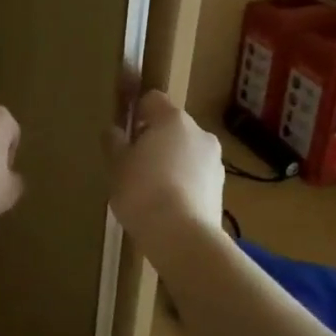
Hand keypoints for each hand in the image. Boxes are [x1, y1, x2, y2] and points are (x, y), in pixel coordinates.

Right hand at [105, 91, 223, 247]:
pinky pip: (196, 176)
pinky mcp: (221, 188)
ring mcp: (214, 161)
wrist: (181, 236)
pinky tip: (166, 205)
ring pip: (186, 152)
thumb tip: (114, 131)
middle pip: (172, 127)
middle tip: (133, 164)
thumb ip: (114, 143)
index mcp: (172, 119)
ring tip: (150, 190)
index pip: (153, 99)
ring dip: (171, 162)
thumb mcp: (117, 165)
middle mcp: (199, 133)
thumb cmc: (142, 191)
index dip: (137, 111)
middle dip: (154, 140)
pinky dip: (182, 183)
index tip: (124, 132)